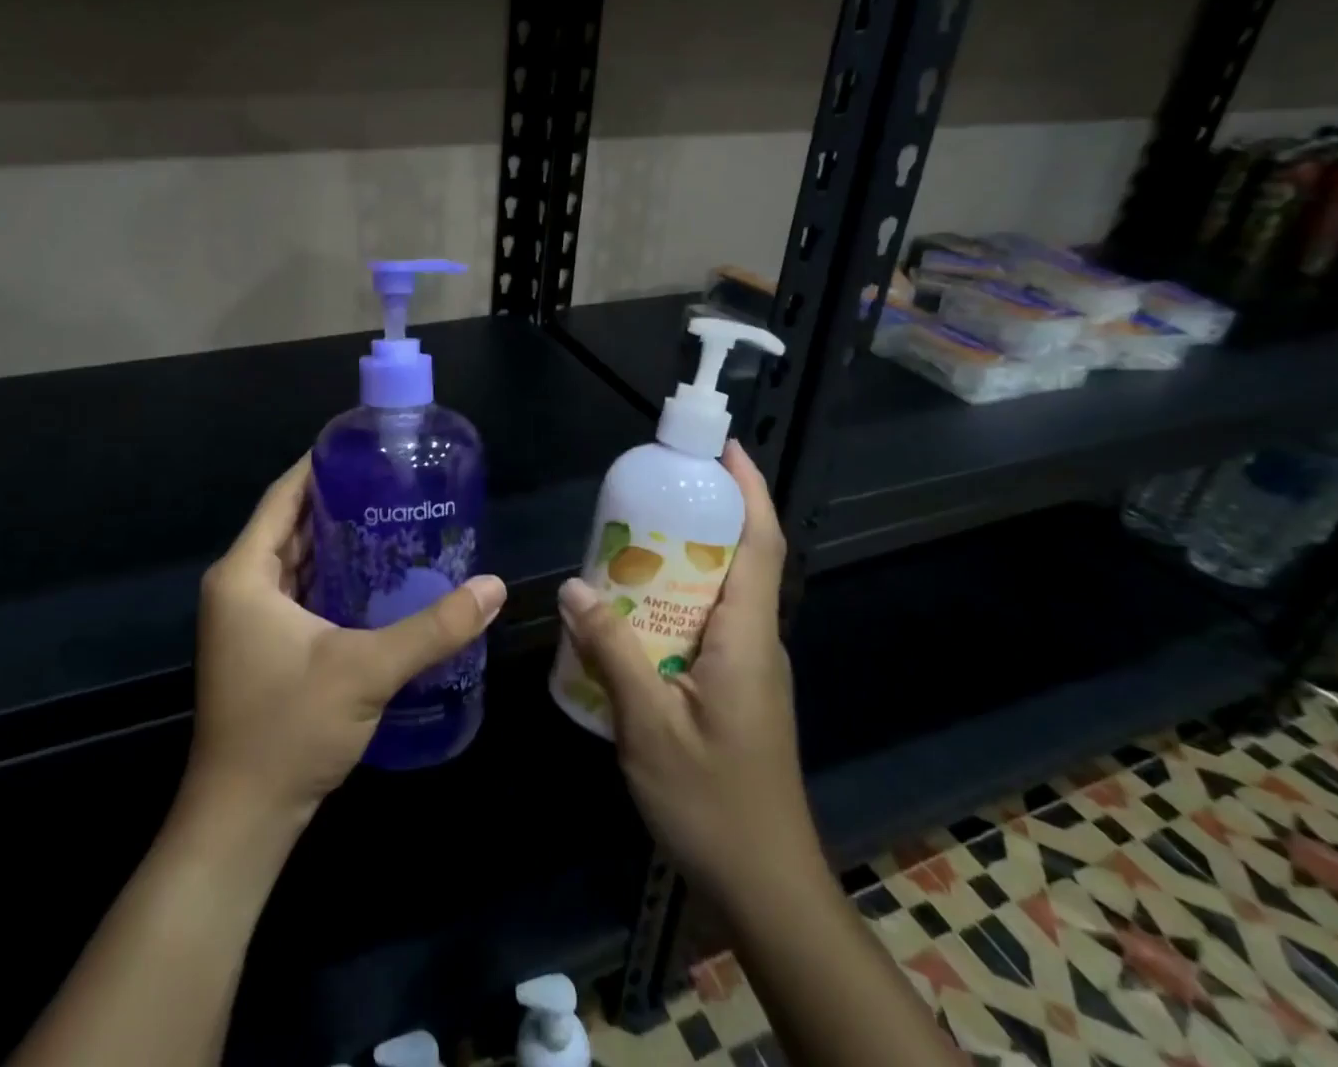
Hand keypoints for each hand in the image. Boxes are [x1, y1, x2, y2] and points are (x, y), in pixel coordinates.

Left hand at [182, 457, 506, 835]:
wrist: (242, 820)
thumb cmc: (289, 729)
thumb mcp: (366, 669)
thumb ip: (433, 627)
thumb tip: (494, 587)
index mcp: (244, 574)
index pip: (284, 497)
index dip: (320, 466)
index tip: (366, 446)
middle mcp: (239, 587)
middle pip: (292, 525)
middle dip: (341, 502)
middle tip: (395, 484)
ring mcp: (248, 620)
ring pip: (297, 561)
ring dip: (339, 542)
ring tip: (394, 520)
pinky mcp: (262, 646)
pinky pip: (299, 592)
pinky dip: (333, 578)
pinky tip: (377, 578)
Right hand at [556, 440, 812, 900]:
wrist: (765, 888)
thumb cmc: (713, 802)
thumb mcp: (649, 726)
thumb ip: (612, 652)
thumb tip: (572, 587)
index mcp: (747, 638)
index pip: (761, 545)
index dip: (749, 491)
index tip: (723, 449)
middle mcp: (755, 643)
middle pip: (737, 561)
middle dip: (700, 517)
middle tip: (645, 493)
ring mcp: (748, 669)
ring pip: (718, 595)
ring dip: (681, 562)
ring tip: (625, 547)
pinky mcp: (734, 691)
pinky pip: (705, 627)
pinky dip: (672, 604)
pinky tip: (628, 618)